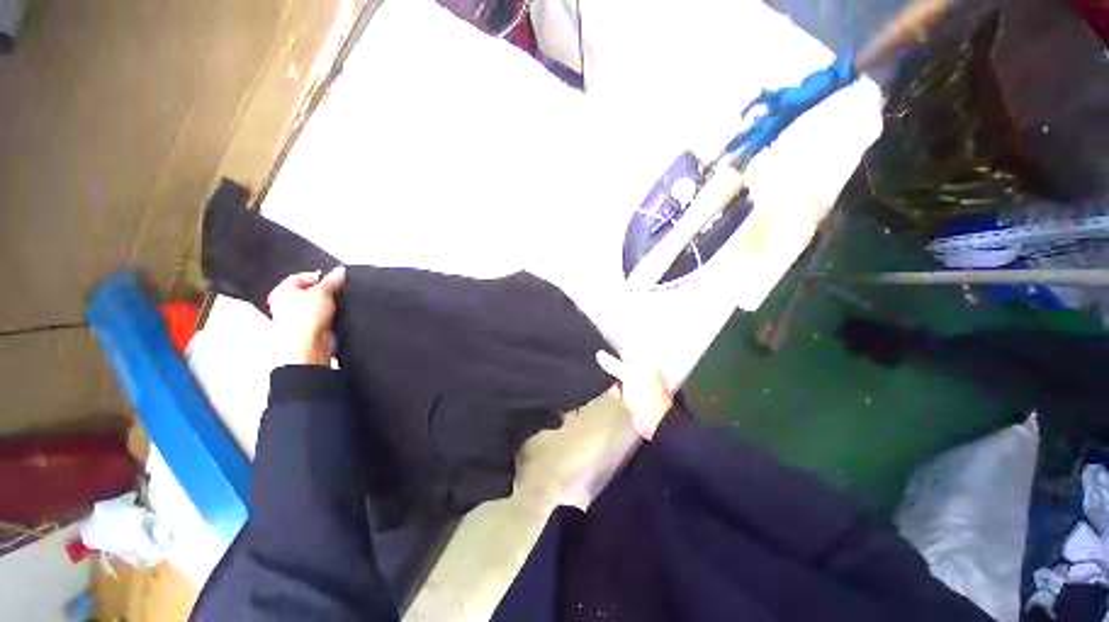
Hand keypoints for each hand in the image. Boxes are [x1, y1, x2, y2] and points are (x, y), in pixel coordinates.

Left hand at [267, 267, 346, 366]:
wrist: (309, 344)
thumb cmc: (303, 320)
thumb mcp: (322, 292)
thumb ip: (332, 280)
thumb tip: (340, 271)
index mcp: (282, 292)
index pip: (300, 277)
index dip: (317, 276)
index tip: (332, 278)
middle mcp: (287, 304)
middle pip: (310, 290)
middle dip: (324, 290)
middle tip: (334, 290)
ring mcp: (299, 316)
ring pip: (317, 303)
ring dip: (327, 303)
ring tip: (334, 303)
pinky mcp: (311, 326)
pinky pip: (323, 315)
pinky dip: (330, 313)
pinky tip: (335, 314)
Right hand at [595, 350, 673, 439]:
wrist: (654, 421)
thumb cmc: (648, 397)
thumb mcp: (627, 375)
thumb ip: (612, 364)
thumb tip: (600, 354)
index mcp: (646, 363)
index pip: (627, 351)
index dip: (614, 353)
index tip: (603, 356)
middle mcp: (646, 372)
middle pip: (625, 364)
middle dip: (614, 367)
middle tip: (607, 370)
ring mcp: (642, 384)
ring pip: (623, 377)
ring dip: (616, 379)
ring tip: (611, 382)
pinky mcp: (637, 396)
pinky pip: (624, 388)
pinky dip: (618, 389)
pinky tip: (615, 392)